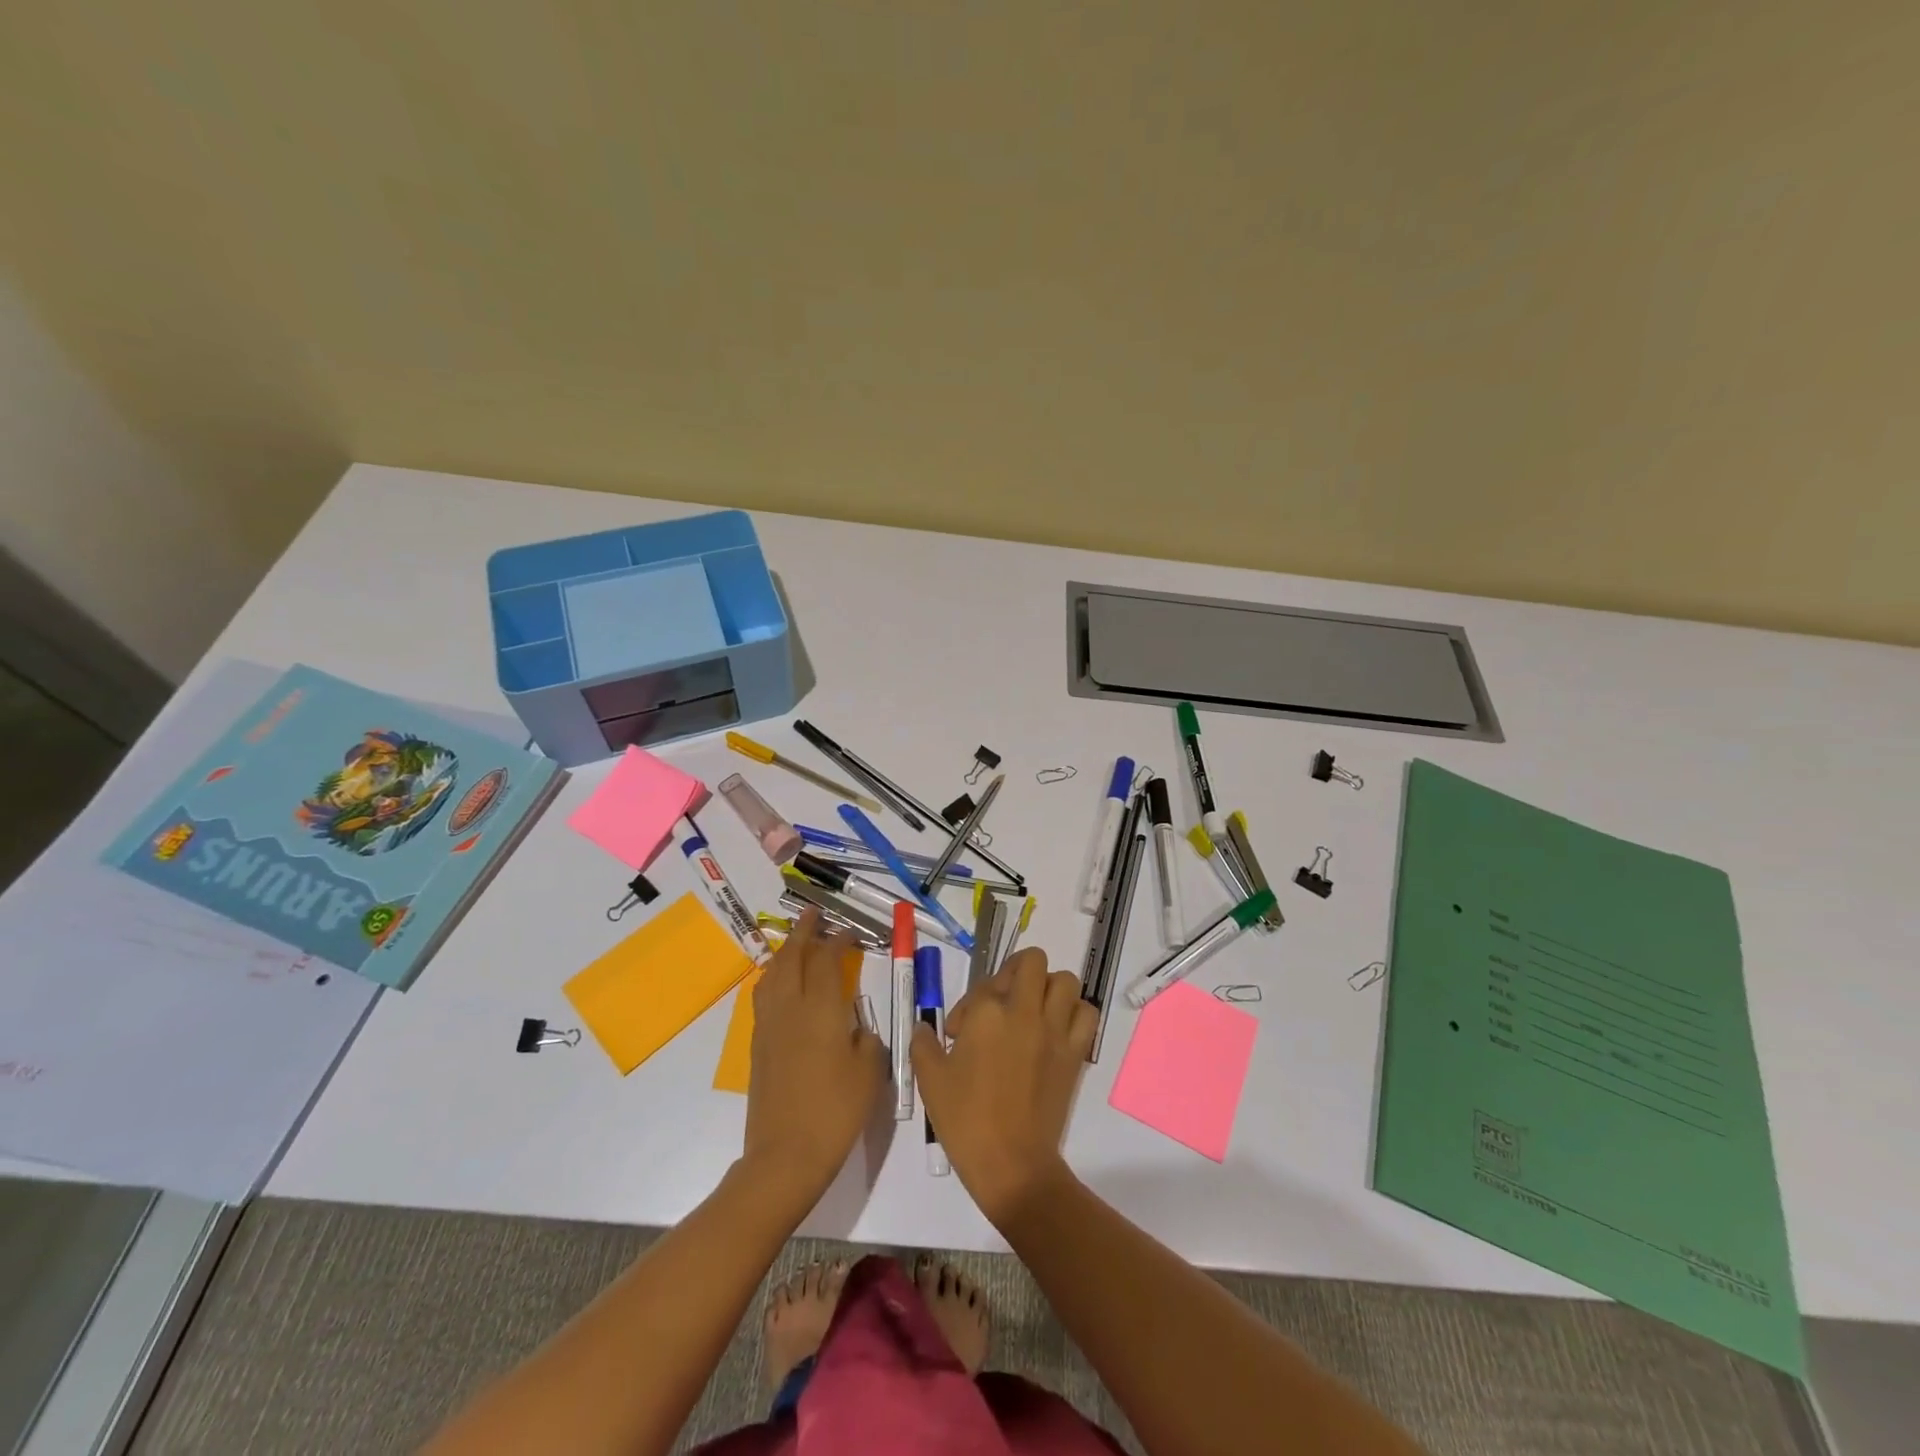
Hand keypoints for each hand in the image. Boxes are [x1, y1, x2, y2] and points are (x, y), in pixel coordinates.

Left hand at [742, 909, 885, 1204]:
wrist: (785, 1155)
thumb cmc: (836, 1112)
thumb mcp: (870, 1073)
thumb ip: (867, 1040)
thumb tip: (856, 1029)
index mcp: (822, 1009)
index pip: (828, 960)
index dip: (839, 940)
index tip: (851, 932)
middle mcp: (791, 1007)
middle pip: (793, 956)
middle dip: (804, 931)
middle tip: (814, 913)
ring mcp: (770, 1024)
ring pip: (773, 973)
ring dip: (785, 950)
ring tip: (796, 941)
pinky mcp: (758, 1044)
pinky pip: (764, 994)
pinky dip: (773, 976)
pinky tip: (780, 982)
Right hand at [911, 947, 1095, 1226]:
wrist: (1012, 1163)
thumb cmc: (965, 1120)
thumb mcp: (930, 1079)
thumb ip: (924, 1044)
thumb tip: (925, 1028)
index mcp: (987, 1013)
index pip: (981, 988)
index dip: (967, 1007)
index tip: (959, 1034)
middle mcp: (1024, 1011)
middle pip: (1031, 961)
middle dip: (1015, 972)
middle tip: (1002, 1001)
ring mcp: (1054, 1030)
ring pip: (1064, 980)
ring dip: (1048, 988)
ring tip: (1031, 1011)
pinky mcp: (1075, 1052)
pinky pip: (1086, 1014)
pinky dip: (1075, 1014)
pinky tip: (1056, 1030)